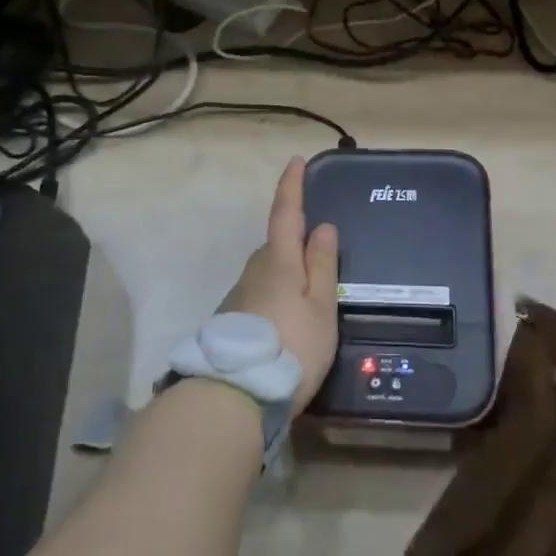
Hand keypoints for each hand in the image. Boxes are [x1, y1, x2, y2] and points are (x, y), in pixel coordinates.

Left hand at [222, 158, 337, 416]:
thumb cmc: (290, 346)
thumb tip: (324, 226)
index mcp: (279, 260)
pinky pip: (260, 297)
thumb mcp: (320, 307)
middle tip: (320, 255)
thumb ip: (322, 266)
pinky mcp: (232, 321)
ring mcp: (240, 296)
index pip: (286, 212)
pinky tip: (287, 325)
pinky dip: (276, 300)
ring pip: (269, 273)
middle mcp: (255, 270)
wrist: (234, 395)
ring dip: (286, 276)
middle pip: (278, 246)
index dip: (292, 186)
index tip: (296, 161)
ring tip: (308, 301)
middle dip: (296, 243)